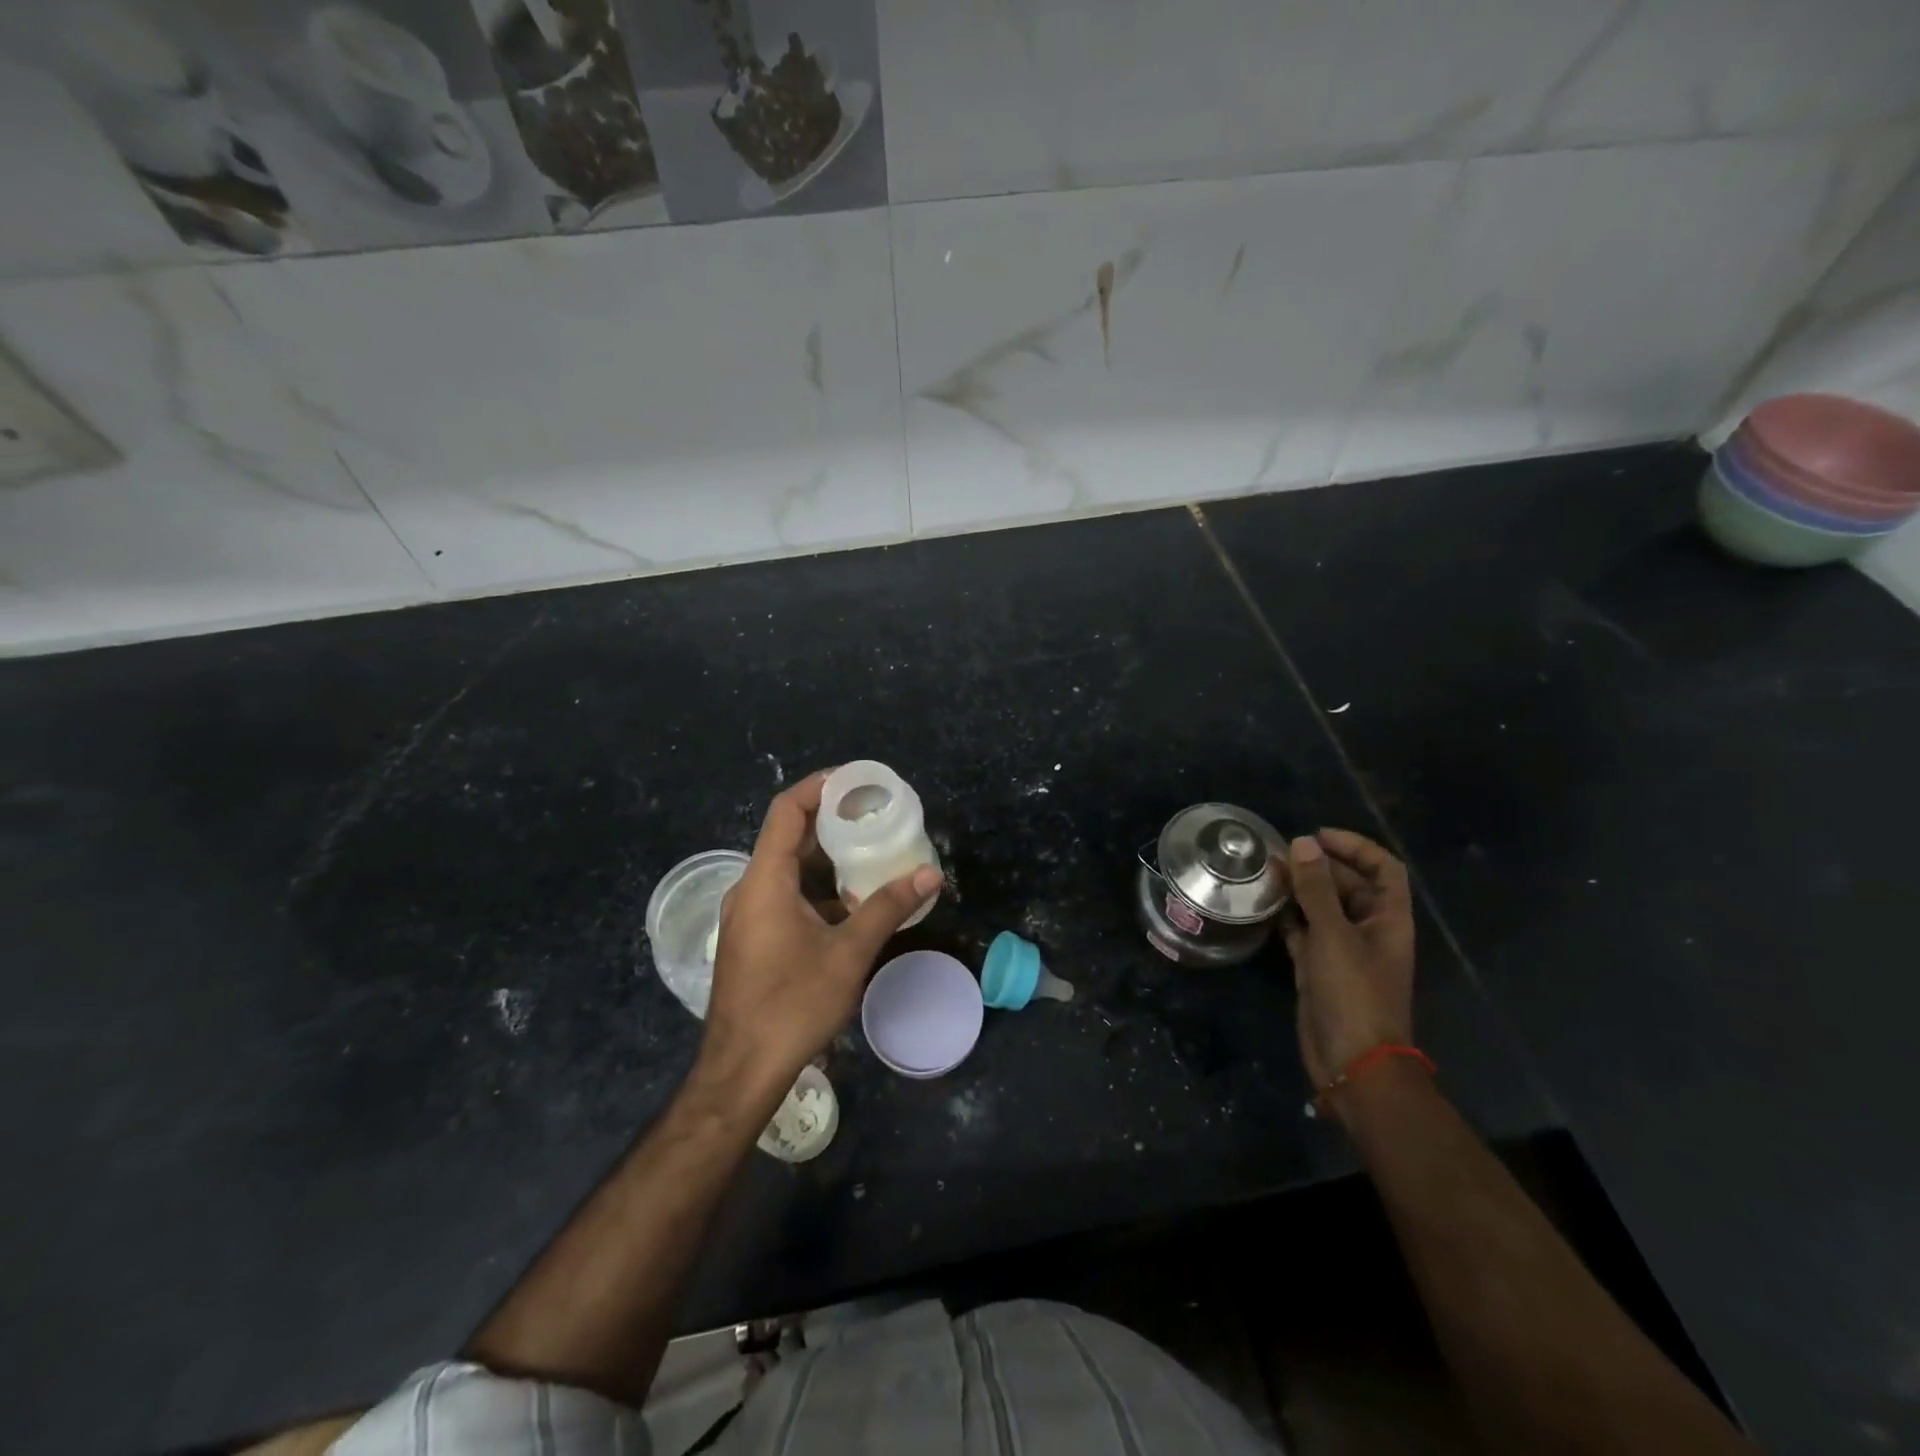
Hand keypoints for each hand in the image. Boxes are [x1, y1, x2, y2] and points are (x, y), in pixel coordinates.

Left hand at [698, 769, 941, 1101]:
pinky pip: (784, 895)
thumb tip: (930, 873)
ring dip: (826, 858)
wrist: (741, 1071)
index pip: (786, 811)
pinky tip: (850, 902)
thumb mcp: (848, 953)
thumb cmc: (792, 1005)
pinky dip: (816, 887)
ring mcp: (747, 916)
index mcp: (766, 881)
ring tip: (870, 852)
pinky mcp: (752, 938)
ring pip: (787, 869)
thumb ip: (888, 908)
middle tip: (875, 815)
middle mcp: (750, 890)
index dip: (819, 787)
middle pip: (788, 836)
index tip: (857, 781)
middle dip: (831, 821)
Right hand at [1282, 828, 1416, 1093]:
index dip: (1355, 846)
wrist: (1353, 1062)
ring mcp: (1342, 950)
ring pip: (1322, 908)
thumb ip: (1316, 889)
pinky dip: (1286, 917)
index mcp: (1388, 919)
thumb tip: (1302, 843)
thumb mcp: (1334, 936)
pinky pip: (1303, 932)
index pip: (1383, 868)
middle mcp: (1368, 930)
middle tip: (1277, 854)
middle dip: (1317, 865)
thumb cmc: (1353, 994)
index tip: (1317, 836)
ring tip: (1265, 874)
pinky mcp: (1318, 968)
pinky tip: (1262, 906)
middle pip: (1348, 884)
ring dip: (1298, 889)